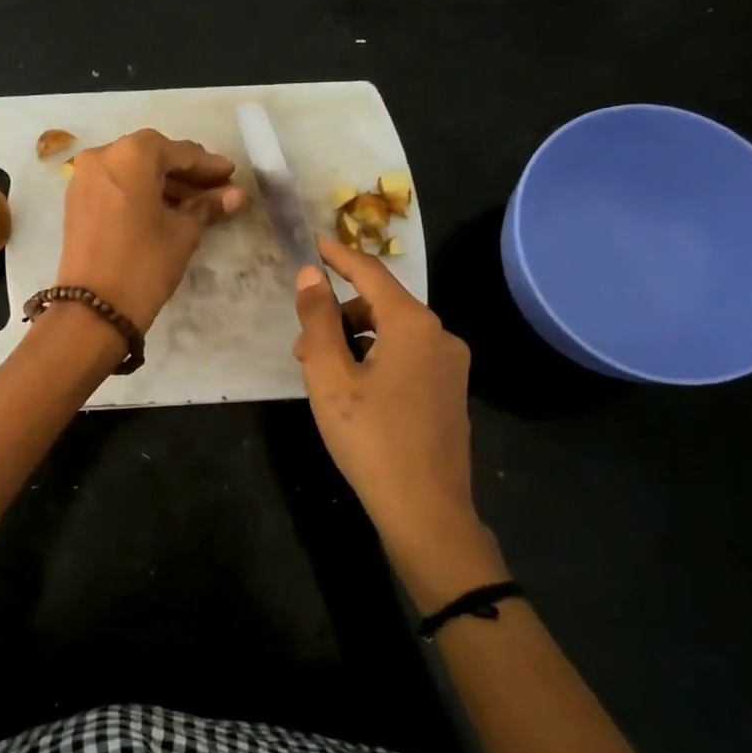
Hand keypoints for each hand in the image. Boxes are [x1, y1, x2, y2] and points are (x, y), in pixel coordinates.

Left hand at [55, 129, 244, 329]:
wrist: (94, 308)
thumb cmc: (145, 263)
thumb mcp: (183, 232)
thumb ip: (208, 206)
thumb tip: (236, 194)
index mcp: (131, 154)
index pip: (179, 152)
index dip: (208, 165)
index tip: (231, 174)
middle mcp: (102, 156)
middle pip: (152, 157)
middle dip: (185, 173)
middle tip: (216, 188)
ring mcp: (84, 178)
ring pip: (132, 171)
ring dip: (163, 184)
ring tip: (196, 203)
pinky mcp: (77, 202)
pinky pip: (115, 186)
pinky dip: (140, 192)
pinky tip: (165, 209)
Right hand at [293, 236, 505, 595]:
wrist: (426, 510)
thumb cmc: (371, 438)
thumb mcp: (330, 377)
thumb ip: (317, 321)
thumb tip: (310, 274)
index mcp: (413, 324)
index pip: (370, 273)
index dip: (338, 256)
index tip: (313, 242)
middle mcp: (440, 335)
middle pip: (380, 305)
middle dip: (338, 315)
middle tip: (301, 347)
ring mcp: (450, 365)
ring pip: (392, 334)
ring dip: (353, 341)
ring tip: (321, 376)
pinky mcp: (449, 392)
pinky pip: (406, 357)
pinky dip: (374, 359)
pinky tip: (352, 392)